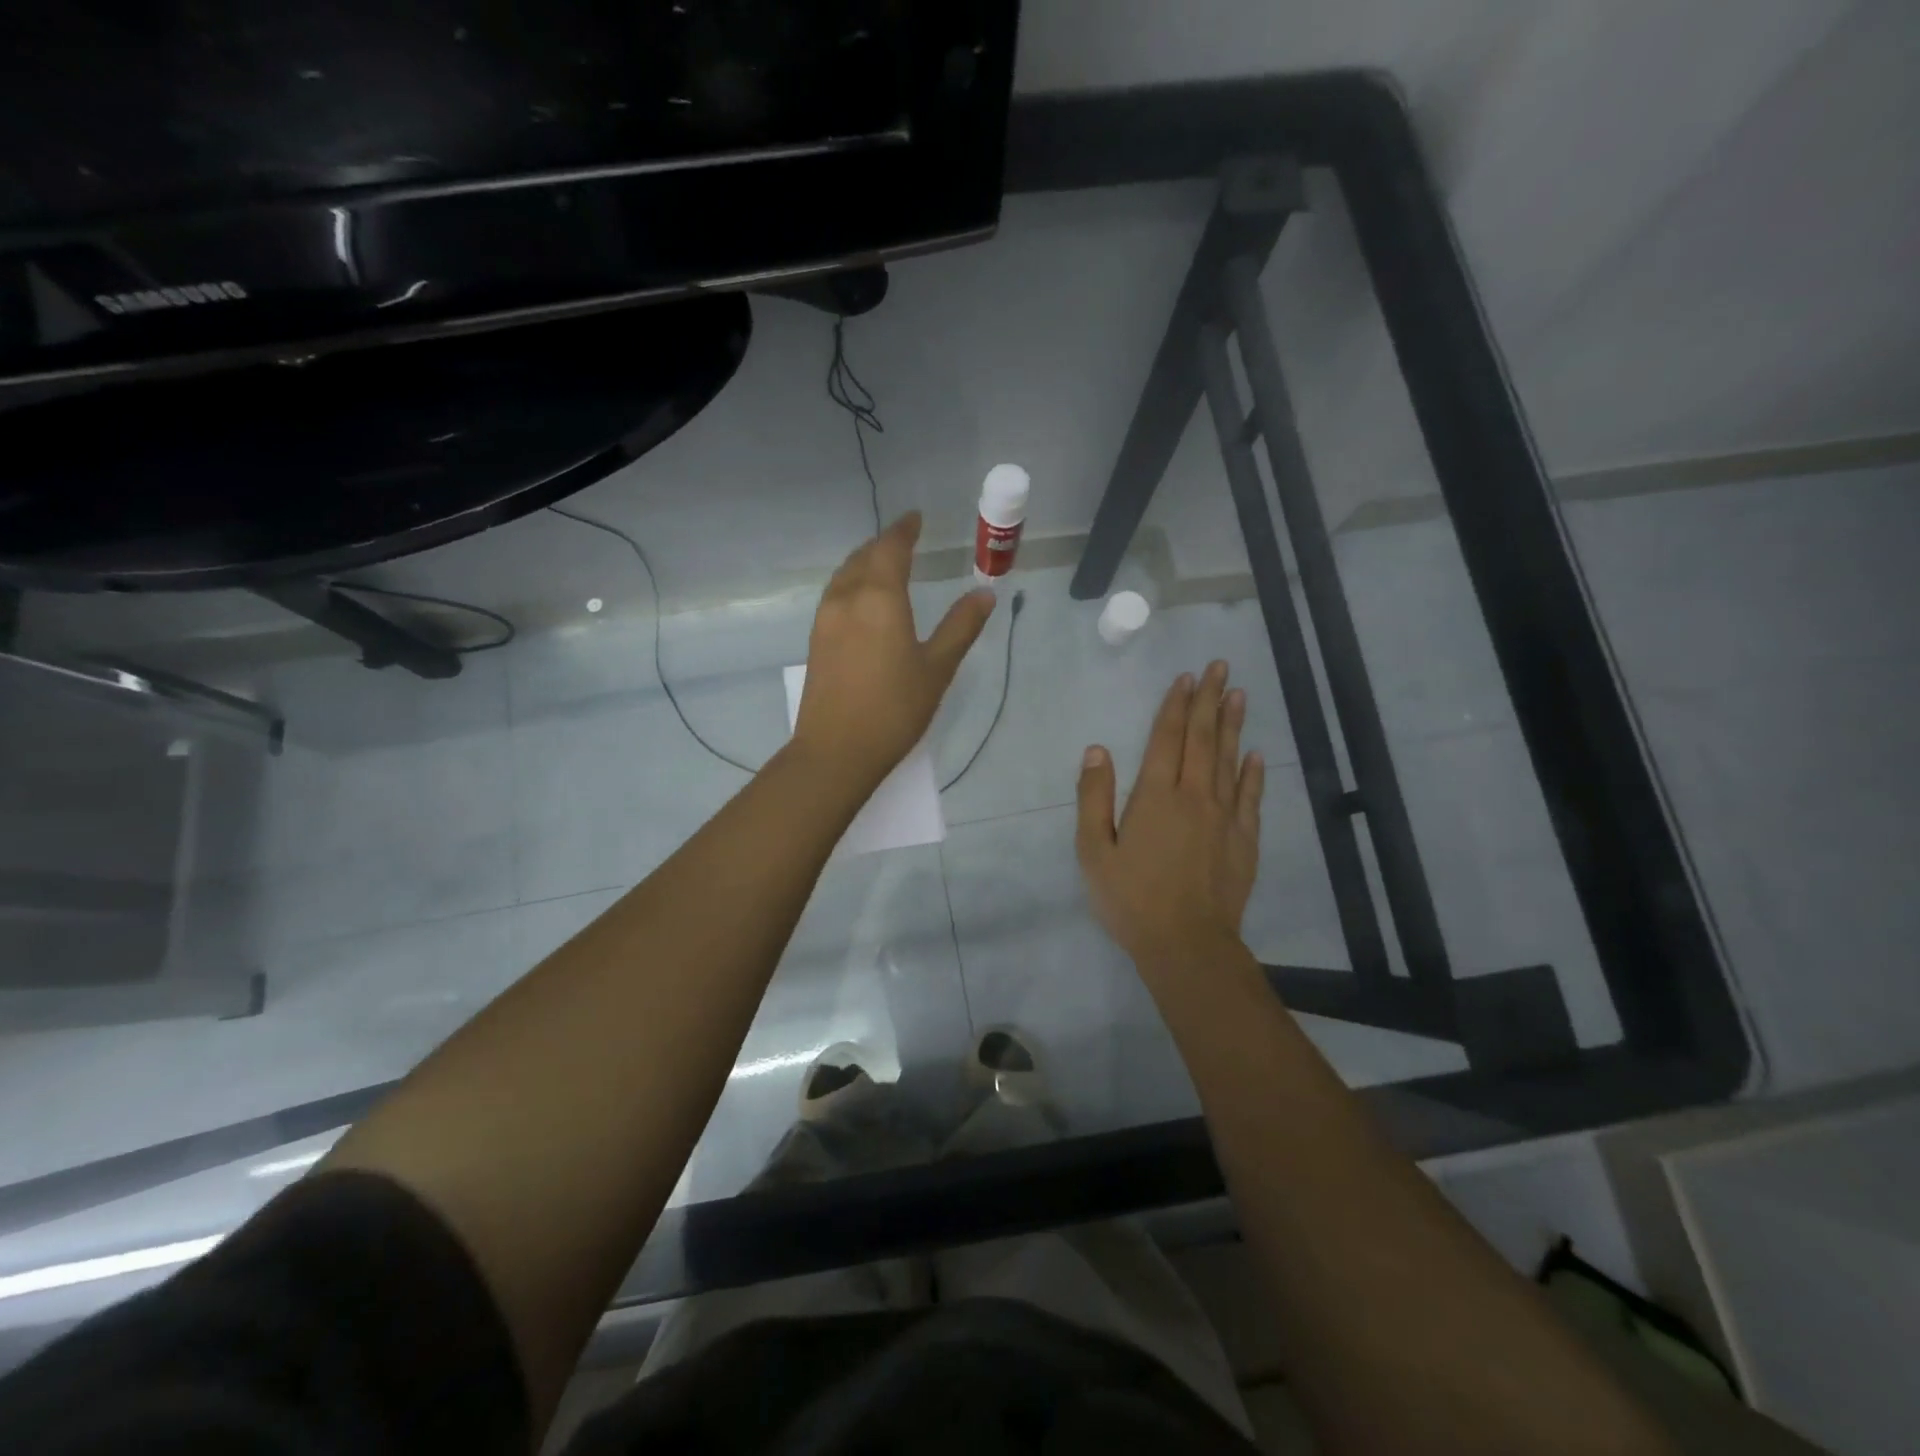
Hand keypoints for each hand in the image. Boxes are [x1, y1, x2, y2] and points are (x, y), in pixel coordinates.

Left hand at [791, 512, 994, 790]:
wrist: (836, 751)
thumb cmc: (894, 710)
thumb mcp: (937, 669)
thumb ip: (960, 627)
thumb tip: (984, 595)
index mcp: (879, 598)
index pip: (891, 548)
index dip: (904, 530)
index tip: (916, 518)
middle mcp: (847, 599)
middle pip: (863, 557)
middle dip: (884, 543)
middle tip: (905, 539)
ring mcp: (825, 619)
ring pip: (844, 574)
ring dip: (865, 561)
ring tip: (884, 562)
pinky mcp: (816, 640)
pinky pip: (835, 594)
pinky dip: (852, 582)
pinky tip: (862, 599)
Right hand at [1077, 661, 1264, 981]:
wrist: (1187, 943)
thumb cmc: (1131, 898)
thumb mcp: (1093, 851)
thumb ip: (1094, 798)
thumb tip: (1097, 751)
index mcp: (1156, 796)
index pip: (1167, 739)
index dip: (1175, 706)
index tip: (1185, 678)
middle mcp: (1194, 796)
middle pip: (1202, 739)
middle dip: (1208, 700)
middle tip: (1218, 667)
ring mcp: (1225, 817)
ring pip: (1229, 760)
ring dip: (1232, 725)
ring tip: (1237, 694)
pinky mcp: (1244, 840)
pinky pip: (1250, 797)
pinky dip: (1253, 773)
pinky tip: (1256, 755)